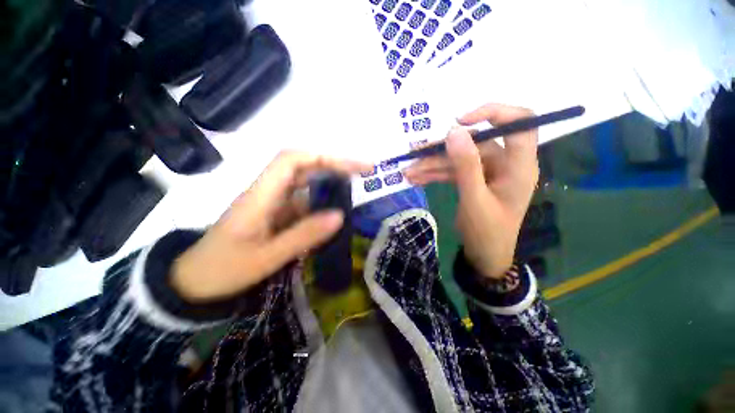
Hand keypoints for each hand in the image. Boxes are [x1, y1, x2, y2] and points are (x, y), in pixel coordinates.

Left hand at [171, 151, 370, 301]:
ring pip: (306, 184)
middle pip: (303, 166)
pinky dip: (322, 203)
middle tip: (364, 173)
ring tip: (356, 191)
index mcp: (261, 195)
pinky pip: (304, 202)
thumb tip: (340, 215)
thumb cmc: (223, 270)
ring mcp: (273, 202)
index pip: (292, 159)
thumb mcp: (266, 257)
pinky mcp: (276, 214)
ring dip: (330, 184)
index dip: (323, 157)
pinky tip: (334, 213)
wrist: (194, 282)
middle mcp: (268, 191)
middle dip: (334, 166)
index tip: (350, 167)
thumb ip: (303, 236)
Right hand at [404, 104, 538, 278]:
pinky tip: (417, 178)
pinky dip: (435, 174)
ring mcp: (488, 172)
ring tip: (409, 173)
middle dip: (442, 151)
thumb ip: (466, 165)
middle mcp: (505, 163)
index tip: (460, 122)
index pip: (519, 123)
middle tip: (415, 155)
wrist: (484, 255)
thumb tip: (454, 131)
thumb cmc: (487, 232)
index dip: (494, 113)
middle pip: (473, 145)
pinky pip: (454, 171)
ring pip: (458, 159)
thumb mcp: (474, 199)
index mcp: (518, 165)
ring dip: (433, 165)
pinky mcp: (474, 181)